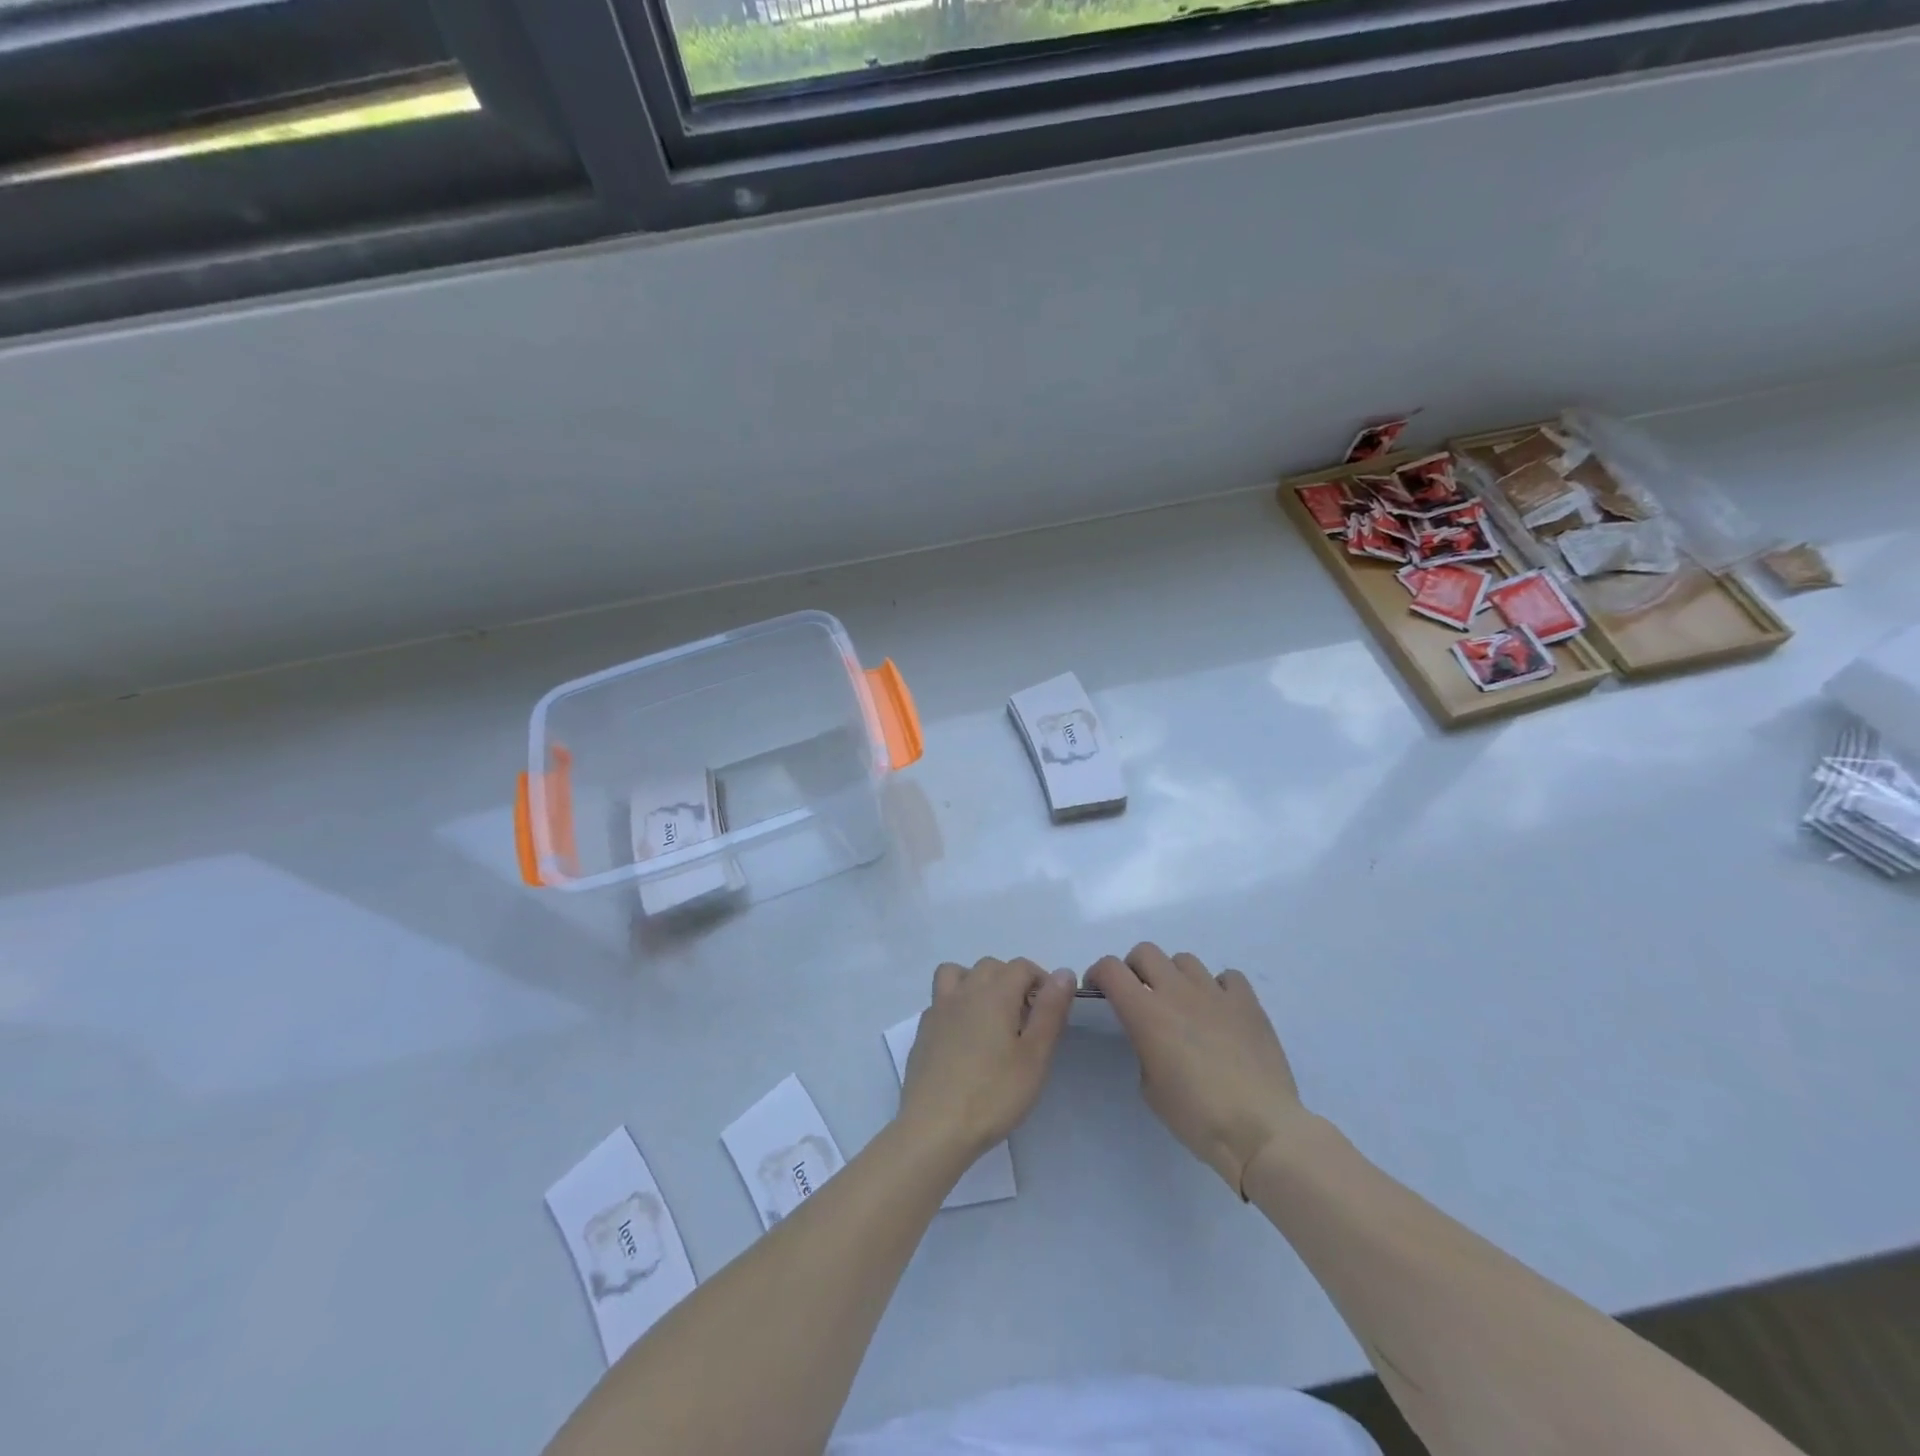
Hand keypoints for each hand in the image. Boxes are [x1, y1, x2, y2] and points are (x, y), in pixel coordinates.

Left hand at [899, 957, 1075, 1161]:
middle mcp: (964, 991)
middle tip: (1026, 1017)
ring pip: (957, 974)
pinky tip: (965, 1037)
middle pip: (990, 967)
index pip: (1021, 966)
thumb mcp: (1035, 1056)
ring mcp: (938, 1009)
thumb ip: (1050, 1011)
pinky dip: (956, 1005)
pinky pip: (941, 1000)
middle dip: (1012, 980)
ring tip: (991, 1015)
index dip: (1041, 980)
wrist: (934, 1127)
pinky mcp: (923, 1031)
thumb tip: (1063, 972)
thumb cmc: (993, 1094)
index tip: (1051, 1010)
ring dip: (977, 982)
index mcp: (994, 993)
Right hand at [1088, 943, 1307, 1196]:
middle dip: (1134, 968)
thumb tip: (1152, 1038)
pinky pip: (1227, 977)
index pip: (1111, 968)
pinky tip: (1220, 1012)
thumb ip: (1144, 1049)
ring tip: (1183, 1005)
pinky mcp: (1248, 1003)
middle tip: (1139, 996)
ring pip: (1185, 960)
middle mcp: (1178, 991)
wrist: (1261, 1130)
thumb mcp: (1150, 1088)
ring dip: (1175, 976)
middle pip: (1146, 952)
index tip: (1099, 992)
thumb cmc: (1196, 1117)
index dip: (1098, 974)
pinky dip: (1218, 988)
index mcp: (1146, 1012)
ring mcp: (1215, 993)